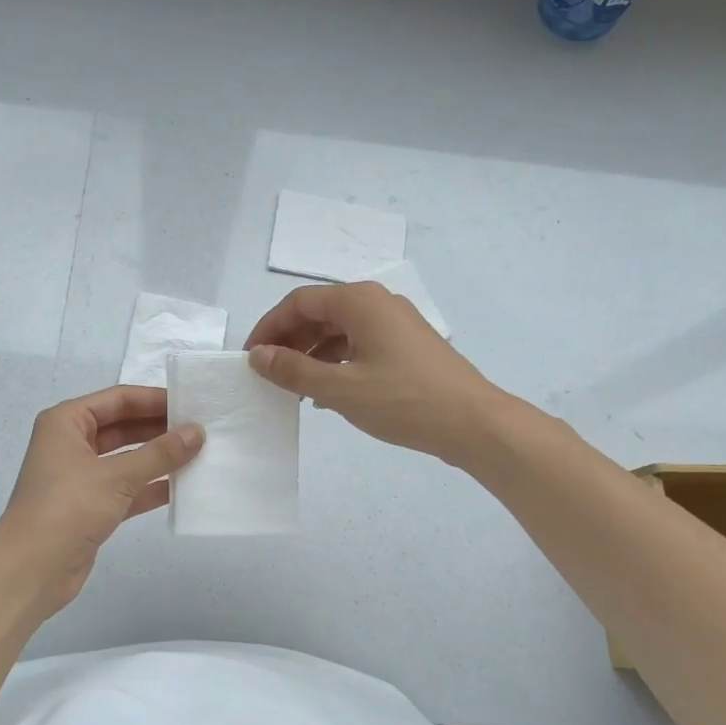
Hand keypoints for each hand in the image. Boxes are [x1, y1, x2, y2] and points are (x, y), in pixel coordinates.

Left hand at [0, 385, 203, 611]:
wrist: (30, 571)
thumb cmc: (67, 508)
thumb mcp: (116, 476)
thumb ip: (160, 453)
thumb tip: (197, 432)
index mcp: (66, 422)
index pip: (118, 399)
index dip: (155, 399)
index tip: (191, 403)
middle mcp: (71, 443)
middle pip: (122, 426)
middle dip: (159, 428)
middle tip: (201, 429)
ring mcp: (80, 476)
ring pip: (126, 458)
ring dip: (158, 458)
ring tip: (199, 454)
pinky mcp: (90, 507)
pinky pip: (127, 488)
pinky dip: (150, 486)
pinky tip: (183, 486)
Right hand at [244, 282, 502, 462]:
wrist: (474, 423)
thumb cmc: (404, 400)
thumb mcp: (340, 388)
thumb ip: (294, 370)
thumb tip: (258, 356)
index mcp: (359, 301)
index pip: (299, 302)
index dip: (269, 327)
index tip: (251, 358)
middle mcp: (377, 303)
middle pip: (319, 313)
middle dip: (289, 340)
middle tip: (268, 373)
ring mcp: (395, 323)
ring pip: (339, 330)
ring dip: (311, 353)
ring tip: (293, 386)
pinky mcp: (406, 345)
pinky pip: (358, 344)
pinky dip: (336, 362)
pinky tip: (326, 391)